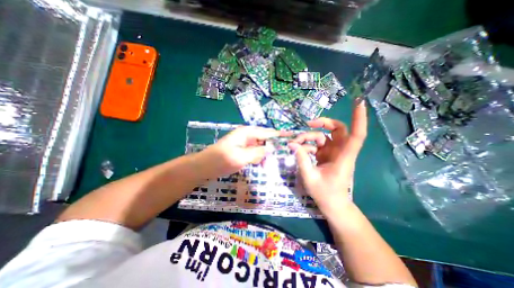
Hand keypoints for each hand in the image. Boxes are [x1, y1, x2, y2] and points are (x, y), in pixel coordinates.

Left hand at [204, 127, 287, 176]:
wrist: (204, 167)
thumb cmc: (221, 160)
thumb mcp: (240, 157)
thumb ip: (257, 153)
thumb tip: (271, 149)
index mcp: (247, 133)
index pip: (268, 132)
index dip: (280, 135)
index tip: (292, 137)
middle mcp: (247, 136)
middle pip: (265, 140)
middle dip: (273, 148)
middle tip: (283, 156)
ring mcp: (245, 144)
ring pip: (261, 148)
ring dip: (266, 155)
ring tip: (269, 165)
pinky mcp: (243, 151)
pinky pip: (255, 153)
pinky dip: (259, 158)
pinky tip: (261, 165)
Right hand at [289, 102, 364, 210]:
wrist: (332, 204)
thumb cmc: (325, 194)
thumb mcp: (310, 177)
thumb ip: (302, 159)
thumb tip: (292, 144)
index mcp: (343, 157)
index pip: (356, 135)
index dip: (359, 119)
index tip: (358, 102)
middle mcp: (341, 152)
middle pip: (338, 129)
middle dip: (323, 123)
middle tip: (308, 123)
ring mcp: (333, 153)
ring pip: (324, 135)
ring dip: (309, 136)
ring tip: (296, 143)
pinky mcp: (326, 155)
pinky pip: (317, 144)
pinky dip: (307, 145)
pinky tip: (299, 150)